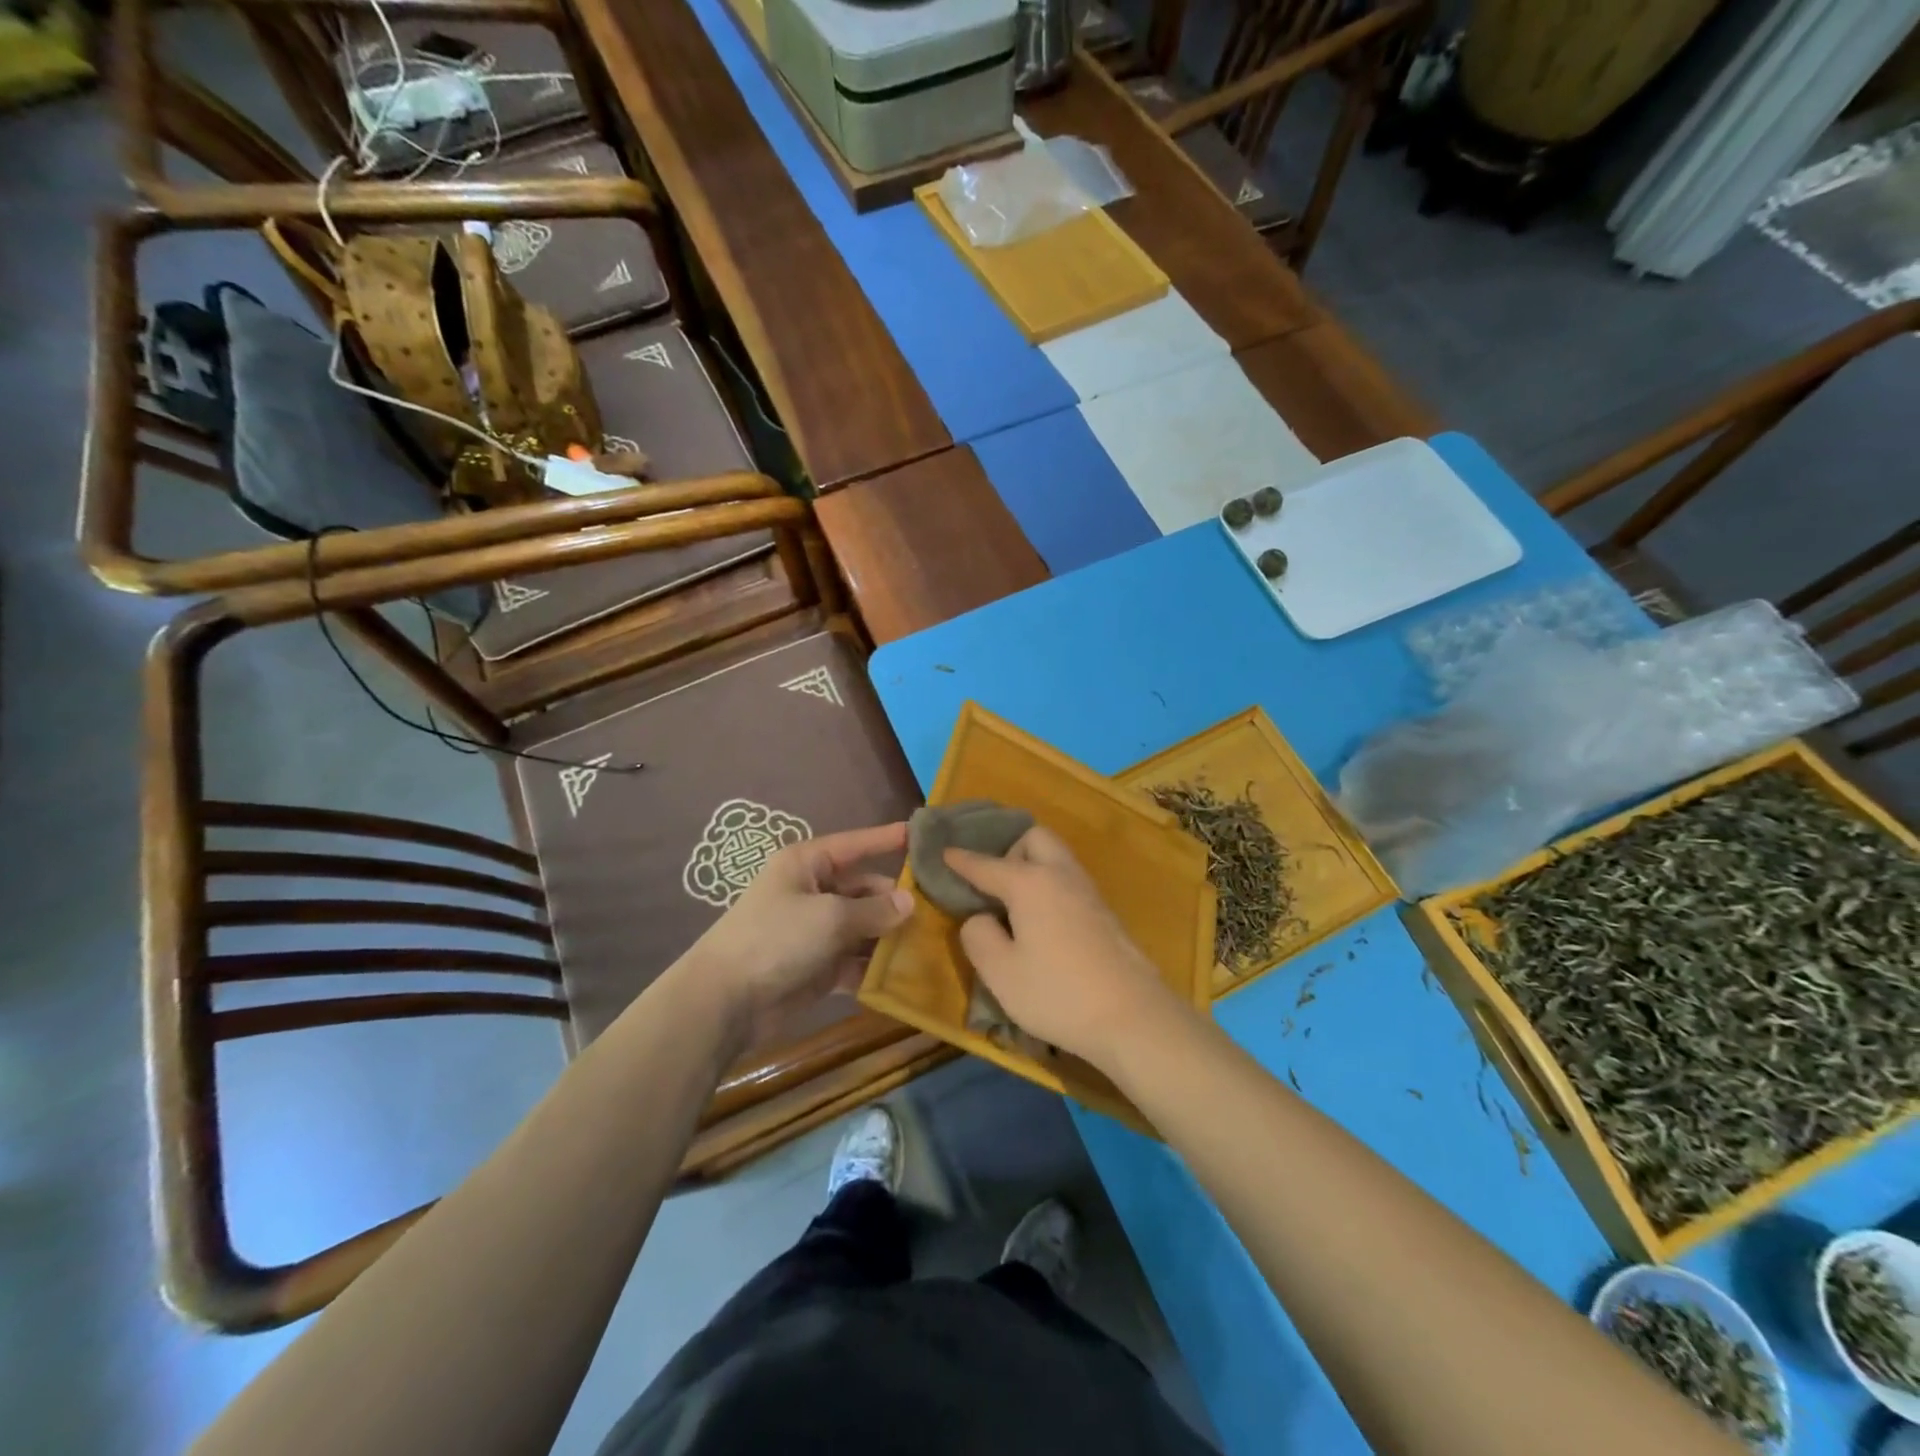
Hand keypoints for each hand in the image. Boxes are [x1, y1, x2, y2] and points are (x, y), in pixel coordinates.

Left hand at [683, 822, 912, 1049]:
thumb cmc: (776, 939)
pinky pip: (855, 959)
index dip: (887, 839)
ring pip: (864, 926)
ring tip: (934, 940)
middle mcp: (813, 891)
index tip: (922, 835)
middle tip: (942, 907)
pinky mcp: (818, 966)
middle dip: (897, 899)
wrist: (725, 1001)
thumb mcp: (830, 917)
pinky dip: (875, 966)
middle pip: (865, 888)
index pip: (855, 844)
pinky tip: (907, 972)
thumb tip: (910, 902)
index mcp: (807, 864)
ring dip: (891, 935)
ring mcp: (815, 930)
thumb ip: (874, 909)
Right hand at [946, 827, 1183, 1069]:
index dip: (960, 859)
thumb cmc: (1058, 993)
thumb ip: (978, 936)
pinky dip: (1050, 886)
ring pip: (1057, 858)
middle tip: (993, 886)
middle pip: (1034, 838)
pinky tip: (1043, 922)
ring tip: (1014, 904)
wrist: (1133, 1016)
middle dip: (1009, 850)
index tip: (943, 853)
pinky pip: (1069, 881)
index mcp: (1030, 883)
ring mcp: (1089, 892)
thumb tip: (979, 917)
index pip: (986, 864)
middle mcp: (1061, 875)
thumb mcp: (1000, 972)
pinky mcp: (1105, 913)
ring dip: (1033, 867)